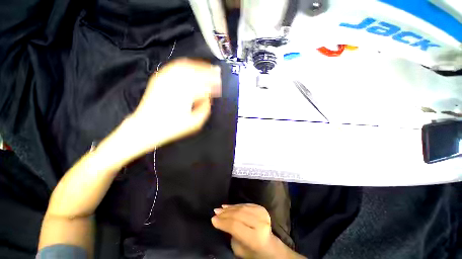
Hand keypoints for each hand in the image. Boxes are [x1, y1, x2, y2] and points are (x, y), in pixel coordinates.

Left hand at [130, 58, 220, 151]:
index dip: (214, 82)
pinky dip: (184, 64)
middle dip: (209, 72)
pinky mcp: (159, 78)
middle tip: (216, 73)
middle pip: (196, 72)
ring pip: (186, 66)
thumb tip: (208, 98)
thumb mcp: (195, 123)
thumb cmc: (172, 127)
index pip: (204, 83)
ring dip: (198, 66)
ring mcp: (166, 79)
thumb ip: (205, 109)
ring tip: (206, 67)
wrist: (146, 126)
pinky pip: (174, 66)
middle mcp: (176, 83)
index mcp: (187, 94)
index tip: (219, 83)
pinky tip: (190, 66)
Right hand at [211, 204, 278, 258]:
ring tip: (220, 209)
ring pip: (241, 208)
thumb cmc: (252, 252)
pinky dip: (235, 205)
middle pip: (238, 215)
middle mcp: (260, 223)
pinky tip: (228, 206)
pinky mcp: (261, 208)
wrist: (269, 246)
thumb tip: (219, 219)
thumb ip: (230, 233)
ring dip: (229, 208)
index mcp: (255, 238)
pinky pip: (245, 204)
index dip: (223, 222)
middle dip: (225, 214)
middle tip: (215, 213)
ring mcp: (262, 214)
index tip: (213, 219)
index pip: (235, 226)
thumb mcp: (239, 248)